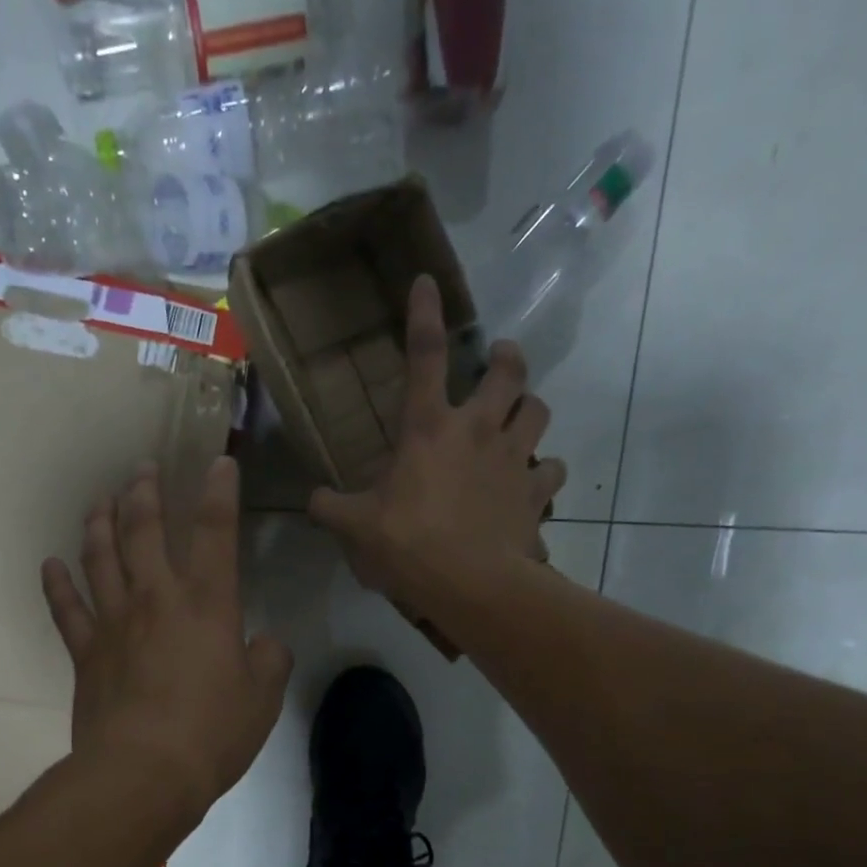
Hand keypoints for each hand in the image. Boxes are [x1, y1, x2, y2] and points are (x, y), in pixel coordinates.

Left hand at [42, 455, 291, 824]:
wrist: (143, 773)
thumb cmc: (212, 734)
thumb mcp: (263, 699)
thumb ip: (269, 660)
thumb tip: (265, 643)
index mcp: (208, 604)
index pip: (215, 533)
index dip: (219, 493)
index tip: (218, 463)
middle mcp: (157, 599)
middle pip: (144, 530)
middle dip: (144, 492)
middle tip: (141, 468)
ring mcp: (114, 622)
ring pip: (100, 557)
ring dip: (99, 523)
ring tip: (100, 500)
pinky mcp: (85, 652)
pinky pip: (66, 608)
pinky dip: (56, 584)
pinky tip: (50, 564)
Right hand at [308, 274, 566, 613]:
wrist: (470, 584)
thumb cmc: (408, 545)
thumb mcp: (356, 527)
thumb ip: (331, 507)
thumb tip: (313, 500)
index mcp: (428, 429)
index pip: (424, 356)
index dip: (424, 314)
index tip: (427, 282)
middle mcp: (478, 430)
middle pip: (508, 371)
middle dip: (506, 357)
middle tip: (500, 359)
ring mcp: (513, 459)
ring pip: (538, 411)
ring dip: (529, 408)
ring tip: (520, 415)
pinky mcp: (536, 493)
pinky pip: (552, 471)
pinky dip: (544, 473)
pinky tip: (533, 482)